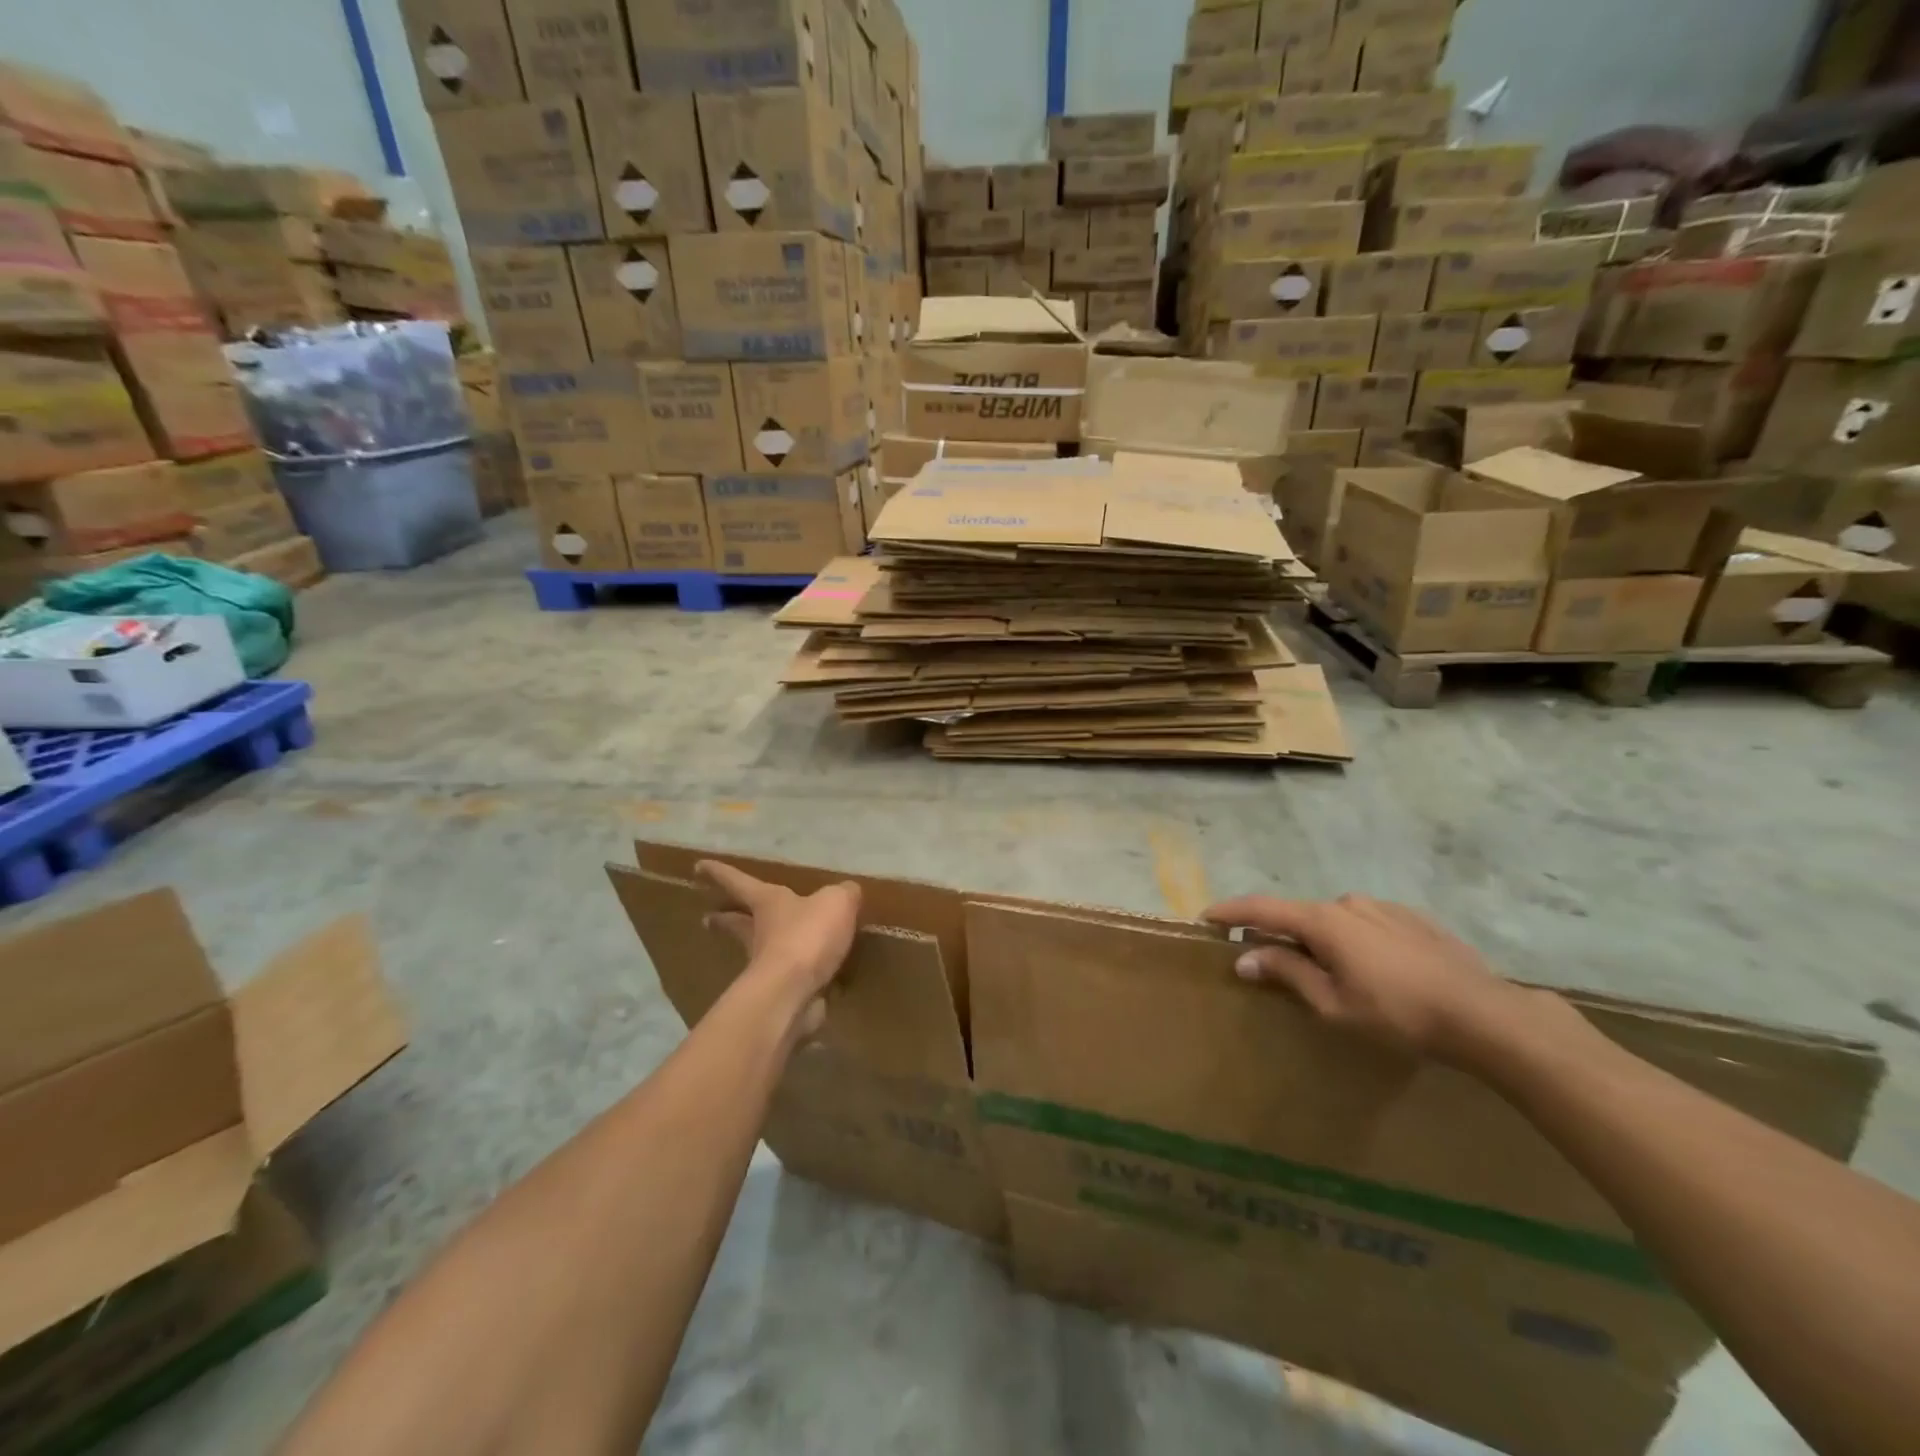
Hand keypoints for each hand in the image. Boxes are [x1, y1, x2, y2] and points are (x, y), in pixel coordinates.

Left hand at [696, 861, 860, 1007]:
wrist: (794, 992)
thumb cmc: (807, 936)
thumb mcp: (836, 902)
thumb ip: (843, 894)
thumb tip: (848, 892)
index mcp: (767, 902)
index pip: (739, 882)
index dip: (720, 873)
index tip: (698, 866)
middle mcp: (759, 932)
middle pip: (736, 922)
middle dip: (724, 918)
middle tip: (709, 917)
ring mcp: (766, 966)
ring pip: (757, 951)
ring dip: (758, 948)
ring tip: (765, 947)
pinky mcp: (780, 993)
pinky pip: (789, 978)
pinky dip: (798, 976)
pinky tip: (812, 978)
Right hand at [1202, 893, 1541, 1064]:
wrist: (1484, 1014)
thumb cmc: (1397, 1014)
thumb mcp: (1333, 1003)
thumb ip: (1287, 972)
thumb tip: (1245, 956)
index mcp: (1323, 921)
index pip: (1262, 908)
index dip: (1231, 912)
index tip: (1206, 917)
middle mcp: (1348, 903)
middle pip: (1300, 915)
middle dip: (1280, 935)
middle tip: (1270, 962)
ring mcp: (1384, 907)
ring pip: (1336, 920)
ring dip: (1321, 939)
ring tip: (1328, 972)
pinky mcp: (1413, 919)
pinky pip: (1367, 924)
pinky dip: (1353, 940)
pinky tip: (1372, 970)